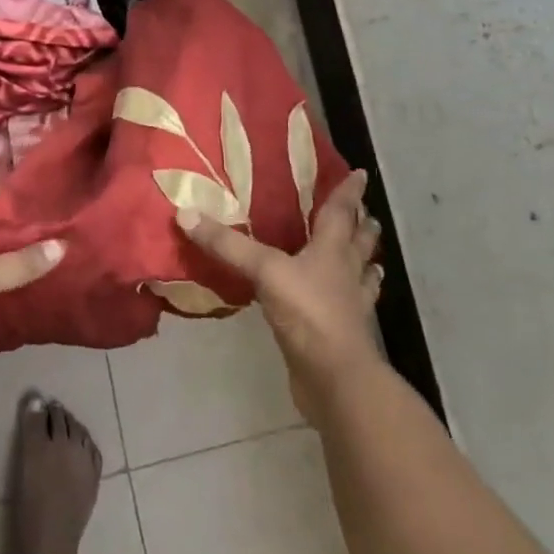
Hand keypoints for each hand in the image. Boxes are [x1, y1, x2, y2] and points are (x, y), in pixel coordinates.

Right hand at [179, 169, 384, 426]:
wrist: (336, 379)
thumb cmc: (308, 313)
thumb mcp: (264, 271)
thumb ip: (228, 245)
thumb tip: (185, 213)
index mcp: (333, 251)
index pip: (342, 213)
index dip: (349, 193)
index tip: (361, 174)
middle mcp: (346, 274)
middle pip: (359, 244)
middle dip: (362, 227)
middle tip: (365, 213)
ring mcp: (349, 307)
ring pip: (362, 277)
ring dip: (365, 264)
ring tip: (368, 258)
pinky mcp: (342, 335)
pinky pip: (350, 308)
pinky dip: (351, 301)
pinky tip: (347, 303)